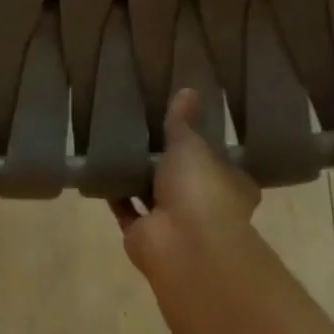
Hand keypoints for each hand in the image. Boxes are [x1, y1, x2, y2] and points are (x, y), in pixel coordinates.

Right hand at [112, 90, 260, 277]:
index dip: (205, 148)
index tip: (186, 127)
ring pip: (153, 196)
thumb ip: (183, 122)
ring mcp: (173, 224)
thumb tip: (188, 89)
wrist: (182, 244)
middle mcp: (205, 207)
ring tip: (119, 147)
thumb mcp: (192, 145)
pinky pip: (126, 210)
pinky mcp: (143, 234)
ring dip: (139, 179)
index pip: (221, 164)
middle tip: (145, 133)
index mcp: (231, 186)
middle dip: (166, 164)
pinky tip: (102, 171)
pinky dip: (116, 194)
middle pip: (184, 181)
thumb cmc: (200, 190)